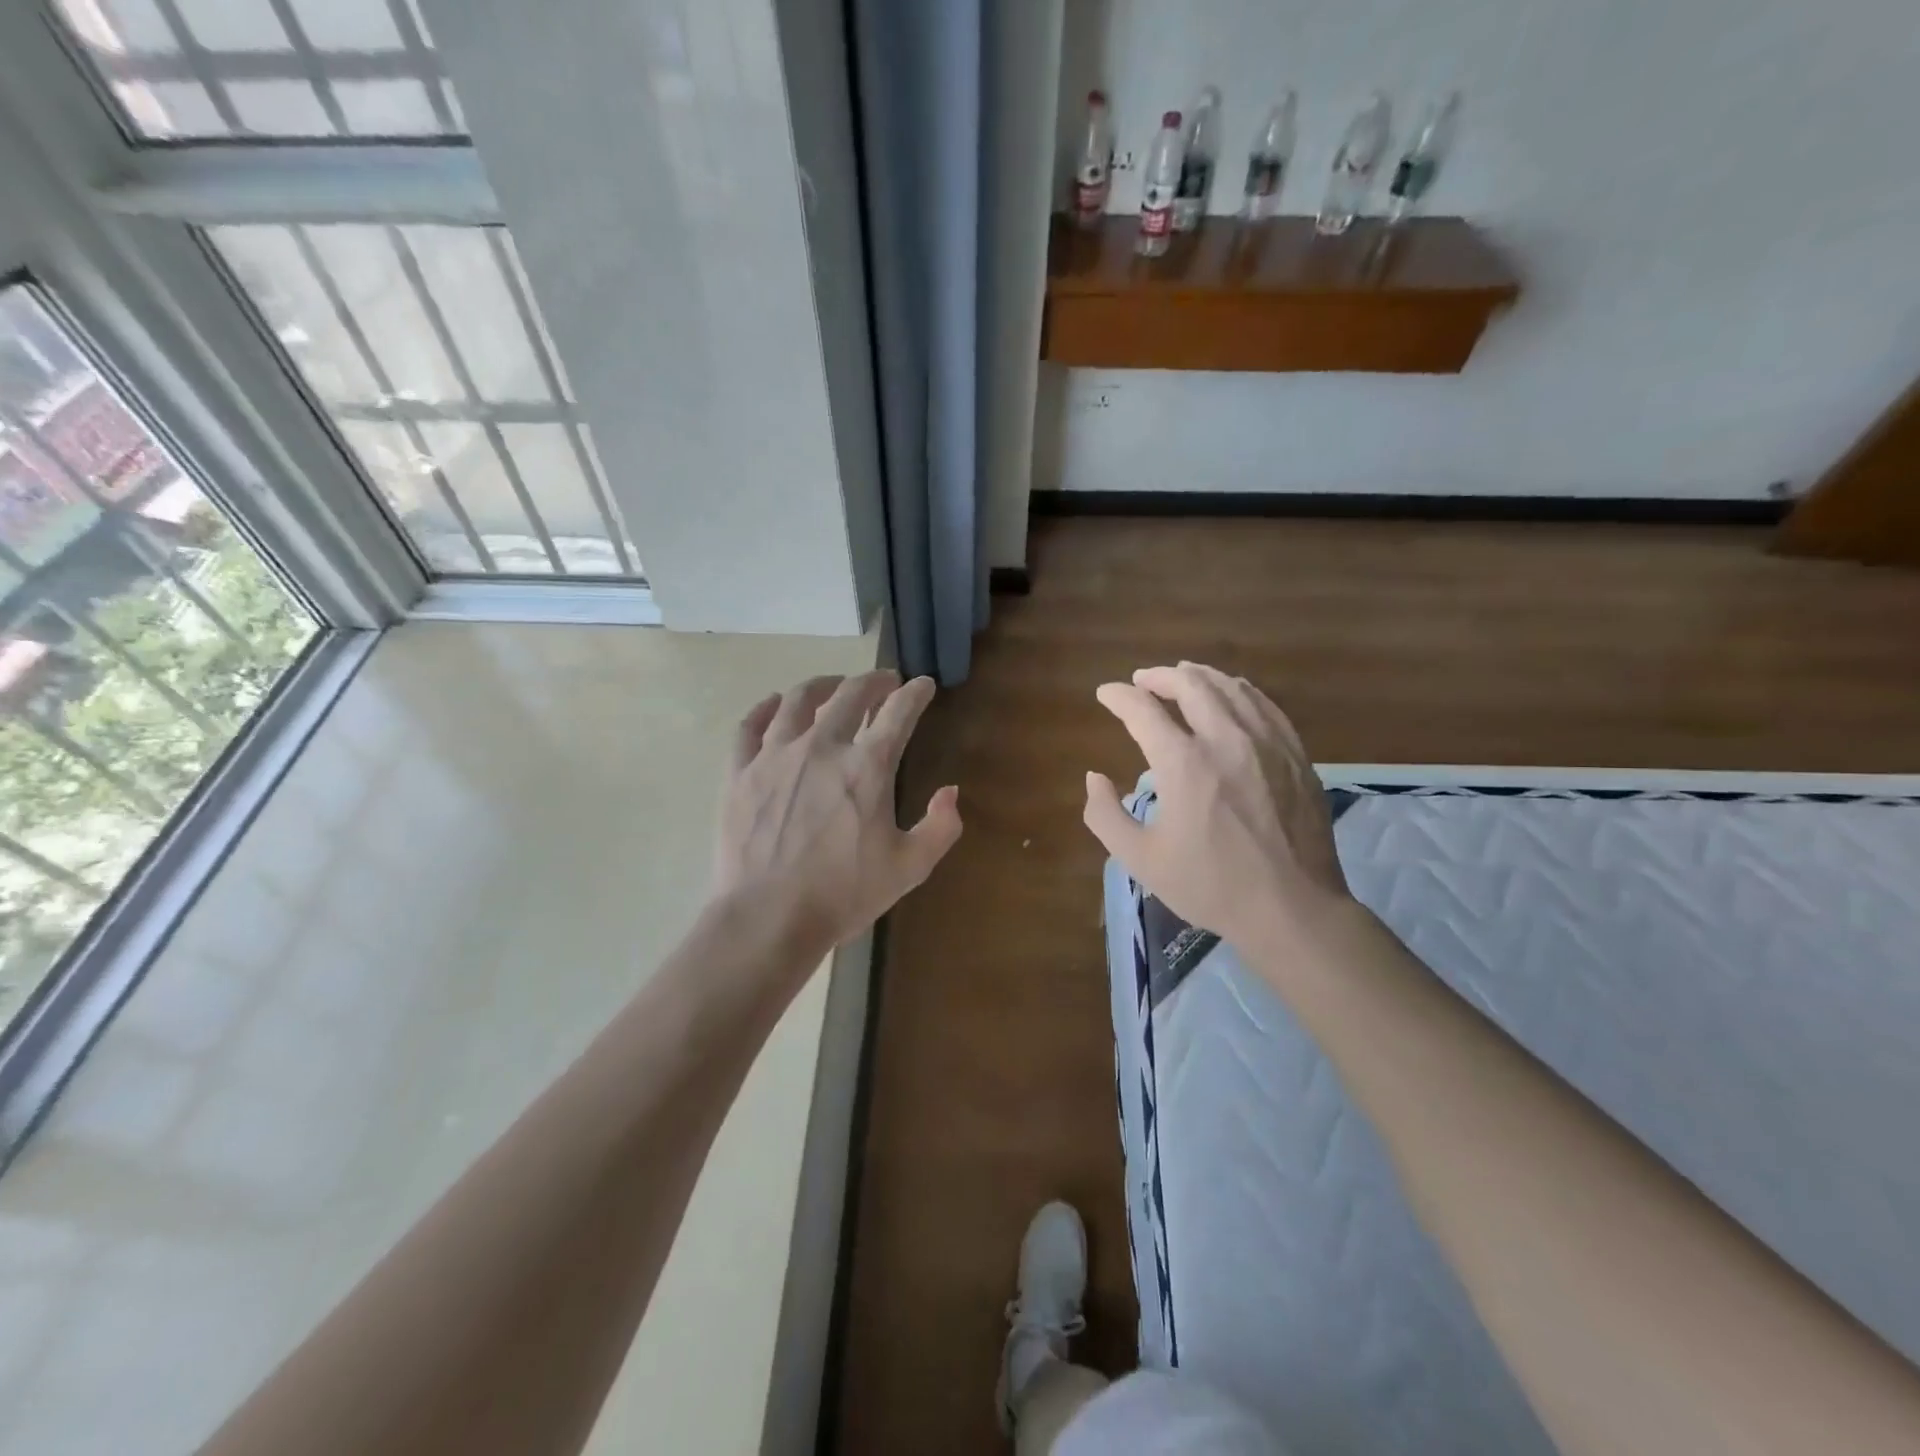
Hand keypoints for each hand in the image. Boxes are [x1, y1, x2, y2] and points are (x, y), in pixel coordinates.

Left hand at [714, 671, 961, 960]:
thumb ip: (940, 827)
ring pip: (798, 701)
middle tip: (884, 682)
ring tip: (833, 686)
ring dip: (822, 686)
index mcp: (867, 767)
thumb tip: (950, 792)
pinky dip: (765, 708)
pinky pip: (750, 726)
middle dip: (873, 682)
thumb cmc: (843, 894)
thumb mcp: (910, 868)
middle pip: (849, 695)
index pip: (899, 713)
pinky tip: (774, 704)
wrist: (767, 918)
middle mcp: (822, 747)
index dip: (916, 694)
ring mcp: (775, 756)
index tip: (924, 685)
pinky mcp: (740, 772)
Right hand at [1082, 662, 1350, 957]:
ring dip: (1200, 676)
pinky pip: (1265, 705)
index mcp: (1183, 763)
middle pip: (1190, 685)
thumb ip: (1105, 815)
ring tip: (1183, 676)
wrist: (1292, 908)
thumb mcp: (1141, 859)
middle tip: (1142, 679)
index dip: (1118, 696)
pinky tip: (1233, 694)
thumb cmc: (1210, 885)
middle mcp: (1226, 739)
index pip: (1142, 710)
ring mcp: (1267, 742)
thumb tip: (1095, 777)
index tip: (1105, 694)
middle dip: (1159, 677)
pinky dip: (1240, 690)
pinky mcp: (1295, 753)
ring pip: (1231, 688)